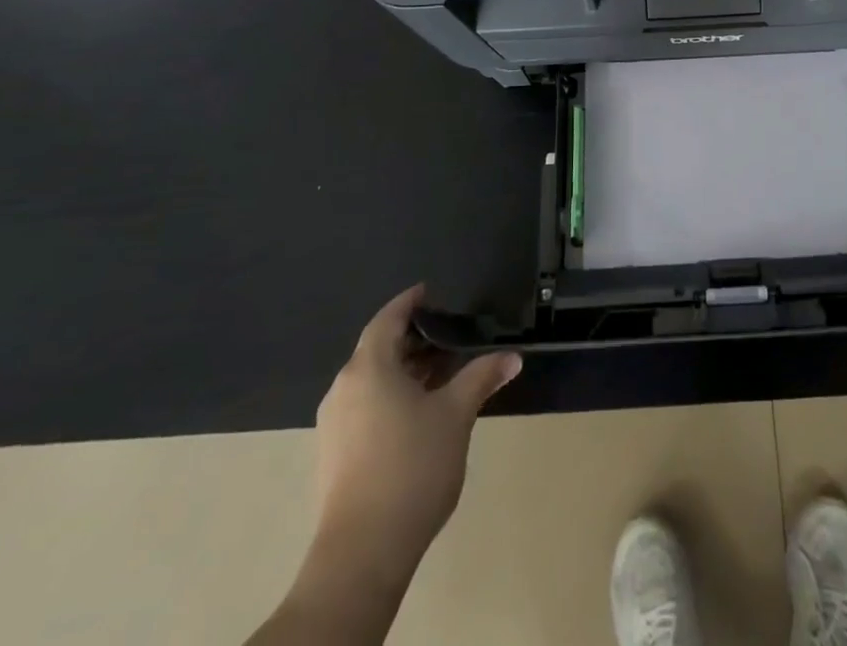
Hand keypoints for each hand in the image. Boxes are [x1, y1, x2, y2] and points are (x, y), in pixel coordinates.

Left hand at [310, 284, 521, 563]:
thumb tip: (512, 357)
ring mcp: (334, 424)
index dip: (409, 302)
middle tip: (449, 337)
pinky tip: (419, 414)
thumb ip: (482, 378)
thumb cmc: (412, 466)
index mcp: (369, 368)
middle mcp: (344, 388)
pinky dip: (391, 396)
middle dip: (414, 340)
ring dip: (405, 371)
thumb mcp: (456, 415)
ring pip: (372, 380)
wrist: (362, 553)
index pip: (387, 319)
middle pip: (378, 349)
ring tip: (442, 376)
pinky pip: (364, 406)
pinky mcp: (334, 455)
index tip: (429, 292)